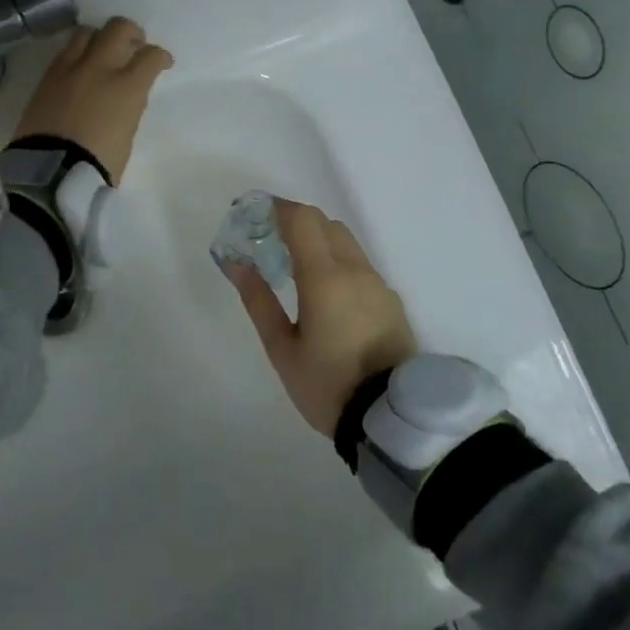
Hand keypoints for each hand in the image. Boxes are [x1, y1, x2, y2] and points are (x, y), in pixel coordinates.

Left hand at [12, 17, 172, 183]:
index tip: (162, 63)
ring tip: (102, 52)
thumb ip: (129, 105)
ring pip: (87, 32)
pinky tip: (79, 67)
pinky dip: (77, 53)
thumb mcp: (127, 134)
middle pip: (118, 28)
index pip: (150, 56)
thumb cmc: (99, 163)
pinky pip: (65, 52)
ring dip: (100, 37)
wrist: (51, 172)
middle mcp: (98, 67)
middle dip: (131, 33)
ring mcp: (69, 69)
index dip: (161, 57)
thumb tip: (125, 93)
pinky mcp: (46, 77)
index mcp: (126, 86)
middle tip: (134, 45)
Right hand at [224, 199, 416, 436]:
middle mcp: (355, 270)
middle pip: (325, 223)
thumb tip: (236, 263)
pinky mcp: (392, 301)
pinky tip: (325, 294)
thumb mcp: (282, 348)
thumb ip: (258, 300)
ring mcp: (379, 284)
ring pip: (346, 242)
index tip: (254, 215)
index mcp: (324, 277)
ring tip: (294, 270)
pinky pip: (360, 265)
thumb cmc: (327, 384)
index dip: (276, 208)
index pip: (302, 219)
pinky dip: (337, 261)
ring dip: (318, 241)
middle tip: (269, 243)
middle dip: (296, 223)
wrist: (392, 420)